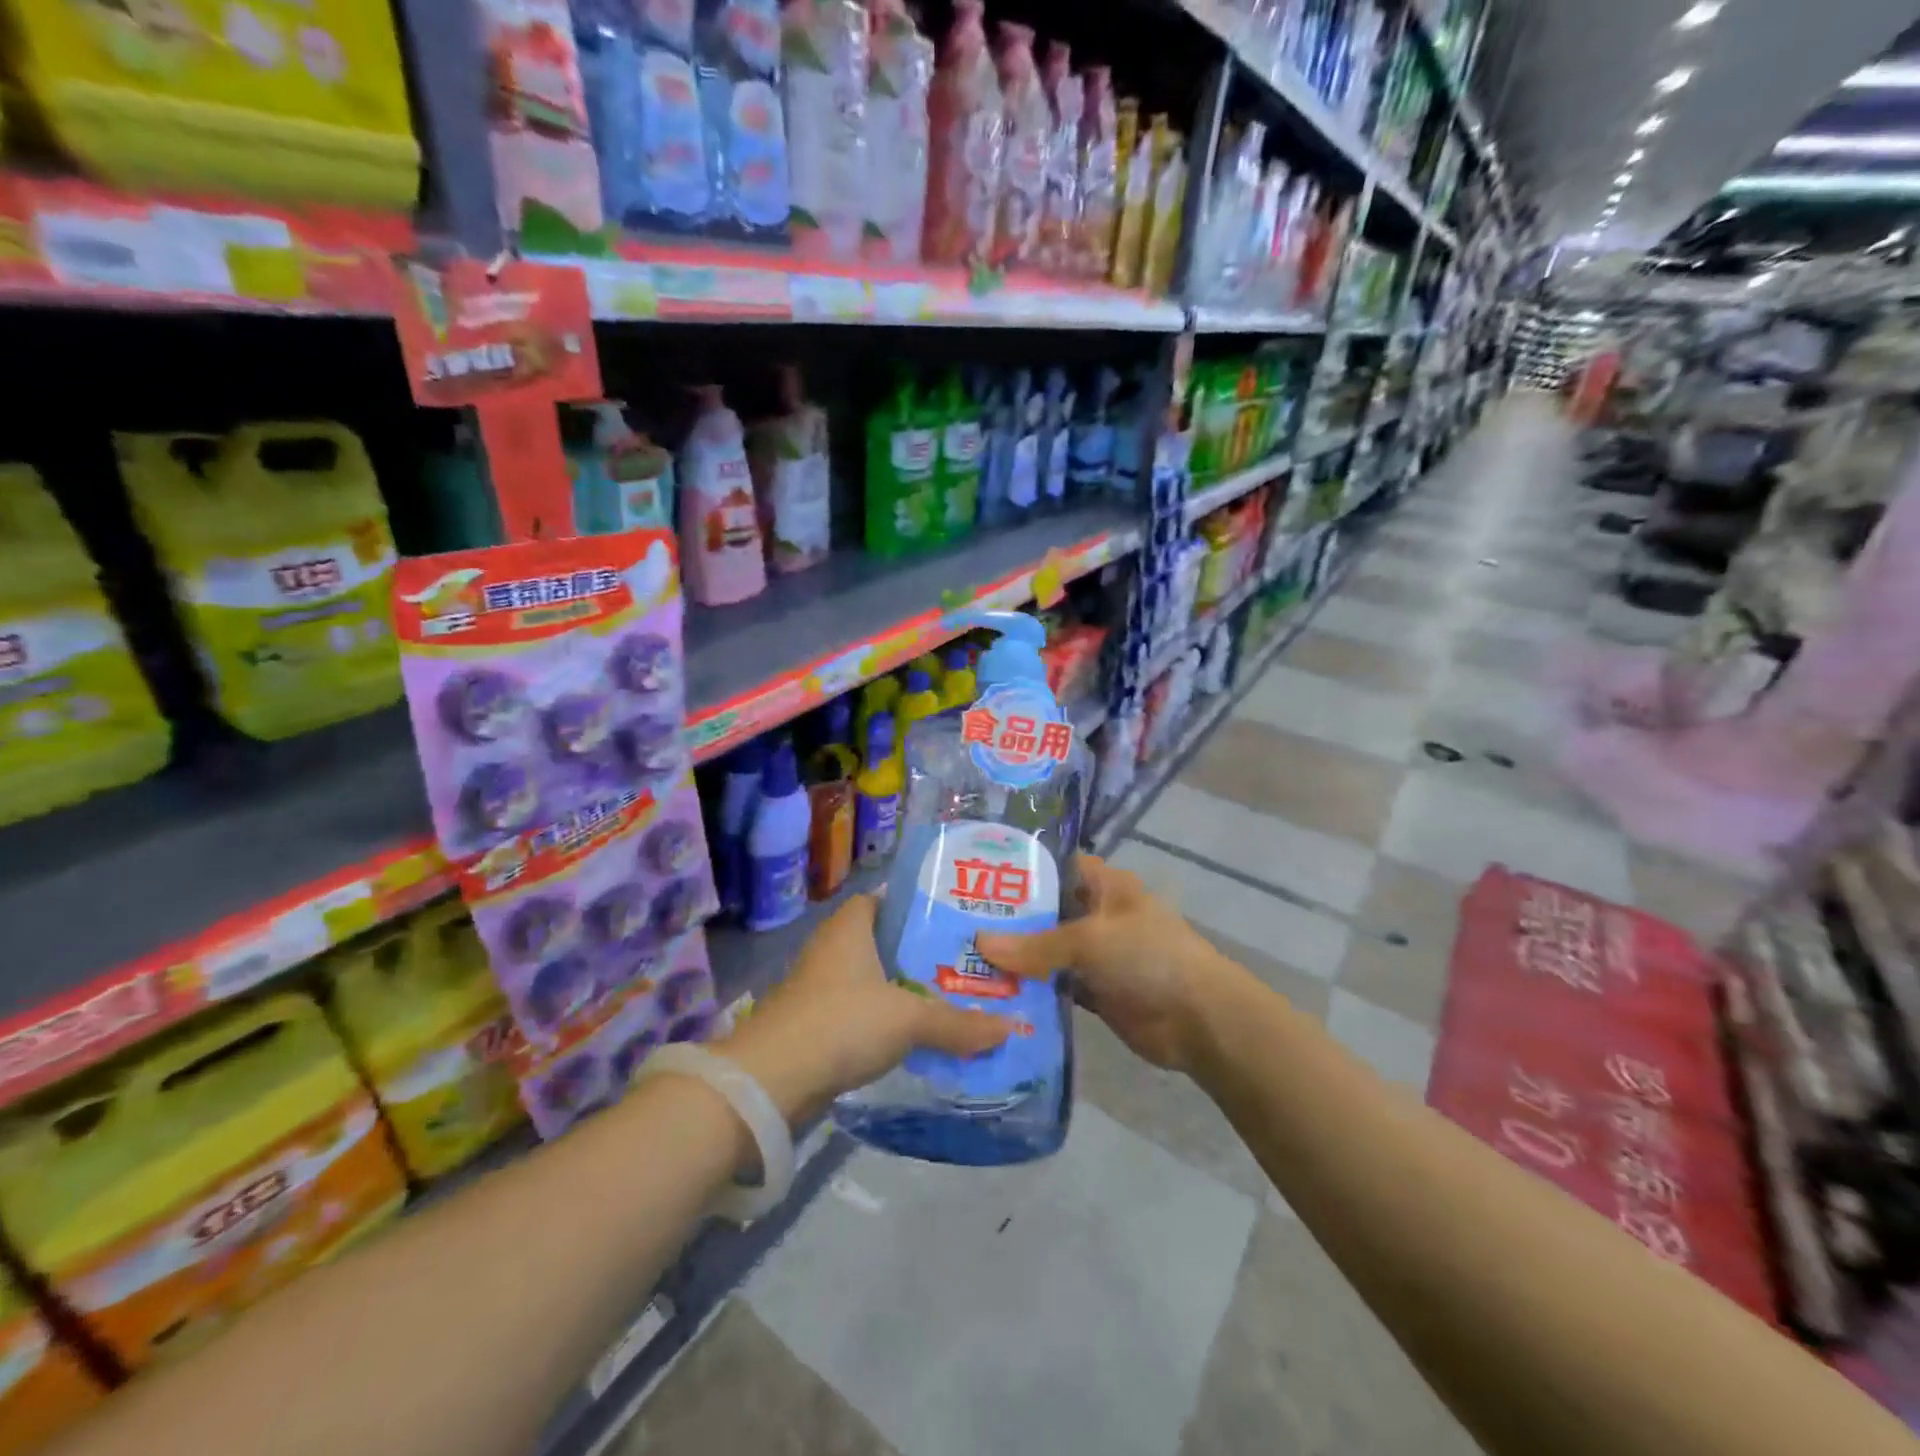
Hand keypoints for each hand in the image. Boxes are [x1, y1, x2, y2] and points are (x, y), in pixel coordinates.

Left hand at [713, 894, 1012, 1125]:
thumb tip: (1011, 1028)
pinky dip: (885, 1020)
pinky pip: (860, 1013)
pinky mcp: (815, 1026)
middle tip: (965, 960)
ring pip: (872, 980)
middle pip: (882, 941)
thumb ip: (959, 1023)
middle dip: (918, 952)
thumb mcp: (909, 1019)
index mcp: (849, 927)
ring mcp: (819, 989)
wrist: (771, 1081)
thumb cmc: (842, 1022)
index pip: (883, 899)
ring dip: (903, 989)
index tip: (953, 916)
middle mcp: (832, 949)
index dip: (915, 905)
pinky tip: (916, 1036)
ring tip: (951, 997)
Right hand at [977, 854, 1239, 1073]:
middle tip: (959, 922)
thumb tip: (980, 943)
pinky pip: (1056, 986)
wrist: (1199, 1019)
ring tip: (964, 957)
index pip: (1058, 866)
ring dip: (1017, 958)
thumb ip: (1036, 944)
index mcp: (1105, 886)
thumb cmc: (1148, 957)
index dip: (1023, 868)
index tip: (977, 874)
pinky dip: (1032, 990)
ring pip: (1048, 951)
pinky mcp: (1095, 992)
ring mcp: (1097, 956)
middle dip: (1009, 918)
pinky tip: (994, 992)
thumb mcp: (1090, 940)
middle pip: (1047, 911)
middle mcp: (1098, 915)